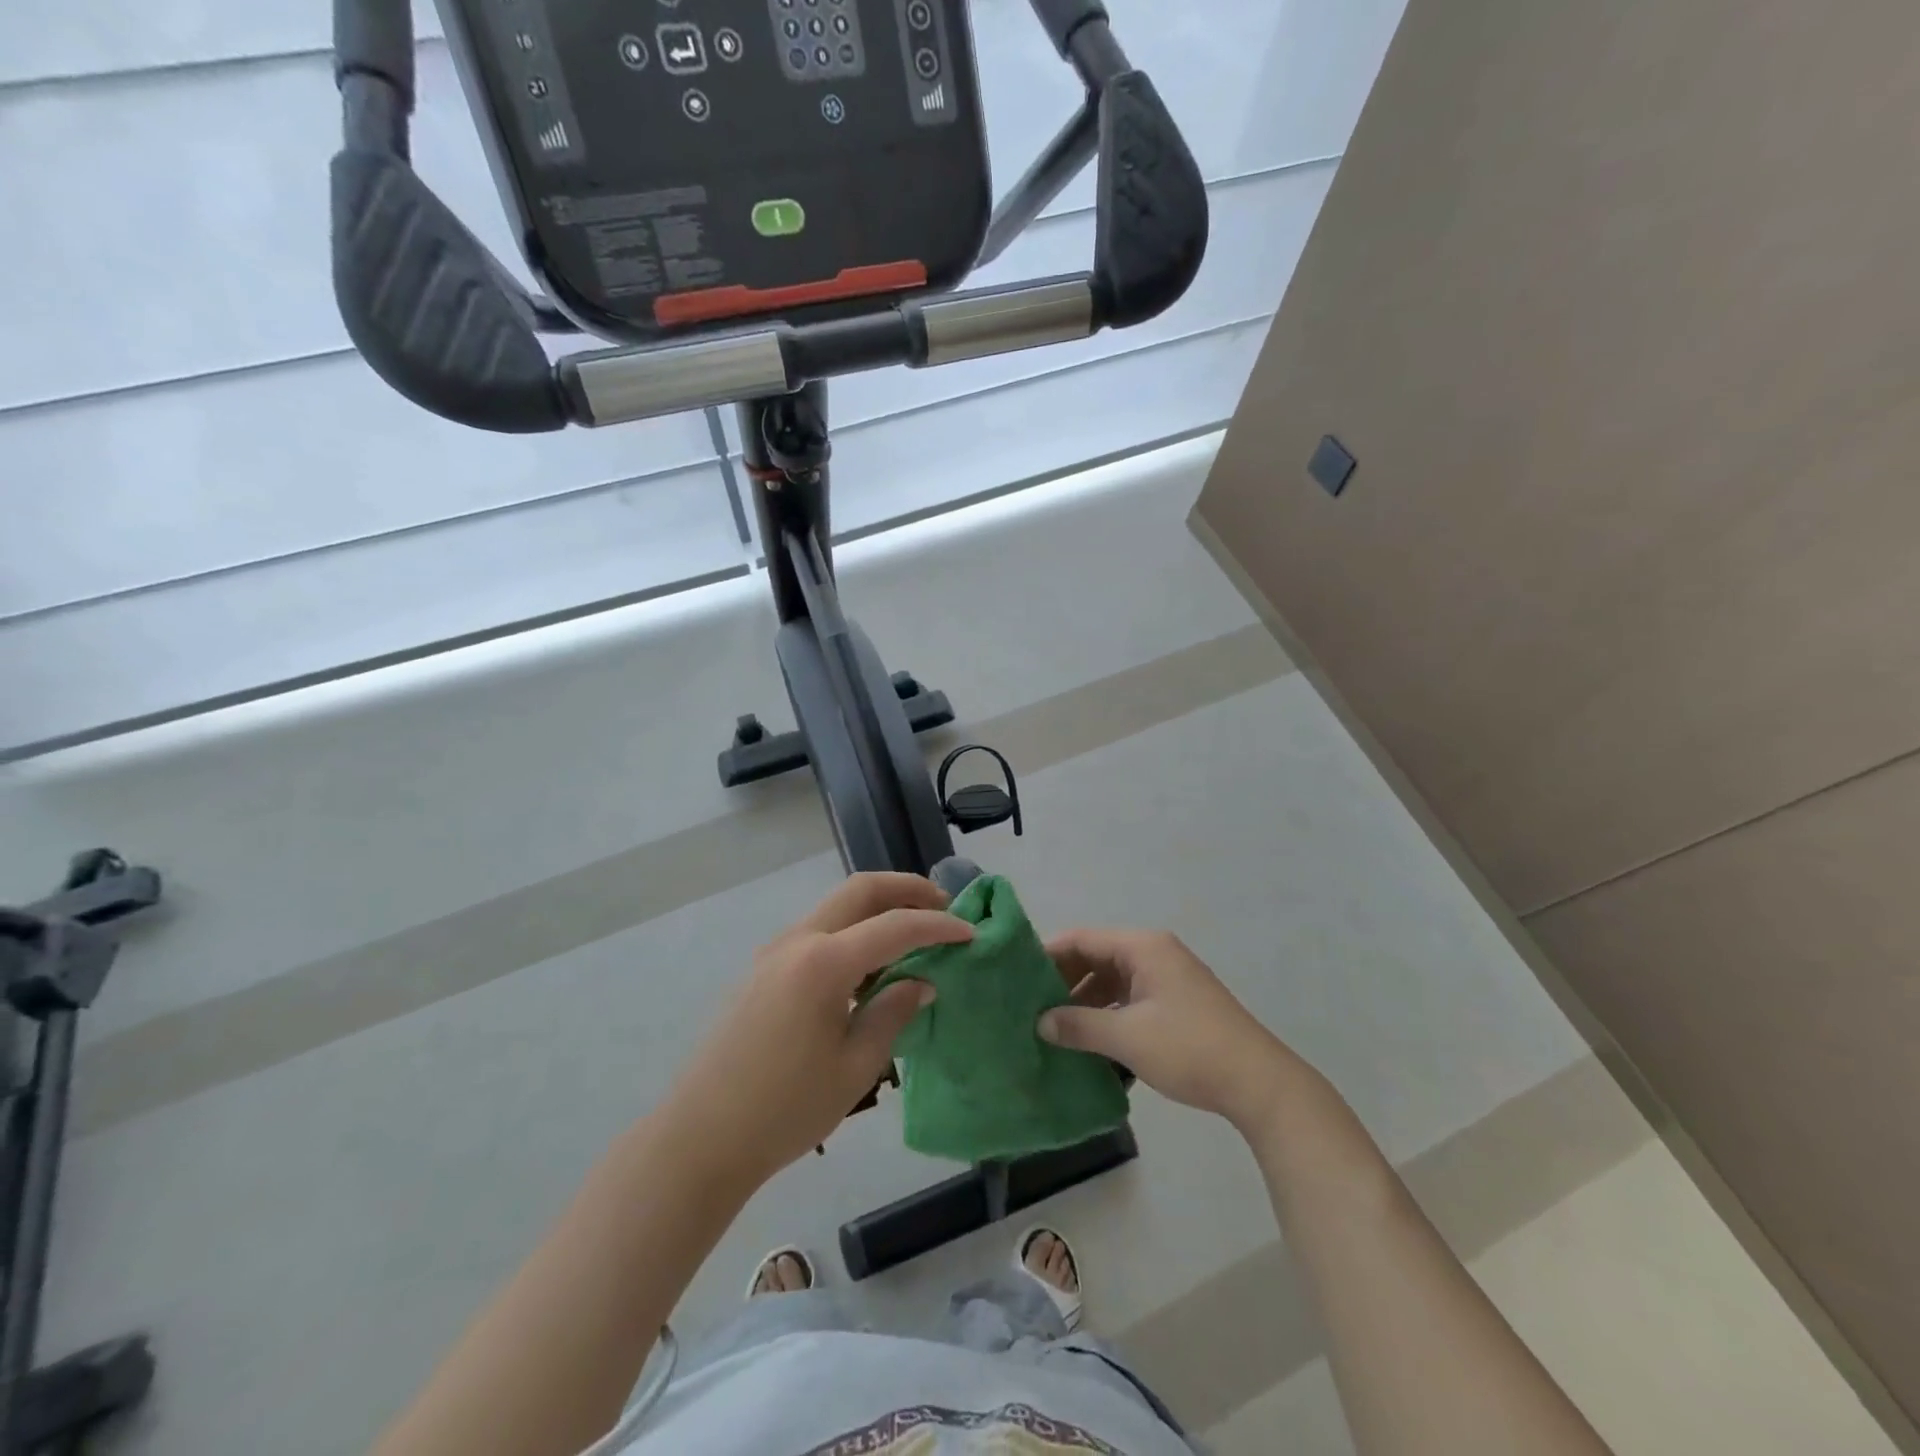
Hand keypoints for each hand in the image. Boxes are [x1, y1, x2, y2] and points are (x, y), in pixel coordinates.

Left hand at [666, 873, 971, 1188]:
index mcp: (823, 963)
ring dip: (878, 907)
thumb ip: (892, 1013)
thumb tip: (920, 982)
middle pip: (860, 890)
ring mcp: (774, 952)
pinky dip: (852, 930)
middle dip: (906, 889)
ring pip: (836, 906)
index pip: (894, 926)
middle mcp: (797, 941)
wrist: (701, 1138)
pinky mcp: (763, 969)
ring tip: (913, 933)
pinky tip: (869, 964)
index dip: (938, 927)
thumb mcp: (854, 1068)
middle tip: (943, 907)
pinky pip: (818, 931)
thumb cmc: (785, 1110)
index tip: (970, 933)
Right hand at [1039, 928, 1303, 1132]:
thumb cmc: (1189, 1048)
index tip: (1016, 976)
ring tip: (1052, 1026)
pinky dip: (1107, 1013)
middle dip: (1064, 980)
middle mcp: (1154, 953)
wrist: (1259, 1083)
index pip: (1083, 939)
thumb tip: (1041, 1023)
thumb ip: (1079, 1026)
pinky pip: (1129, 998)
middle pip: (1097, 957)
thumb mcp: (1127, 1037)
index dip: (1048, 954)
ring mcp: (1167, 978)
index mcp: (1142, 947)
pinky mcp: (1176, 1003)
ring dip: (1084, 1001)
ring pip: (1112, 980)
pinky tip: (1088, 1039)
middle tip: (1029, 1005)